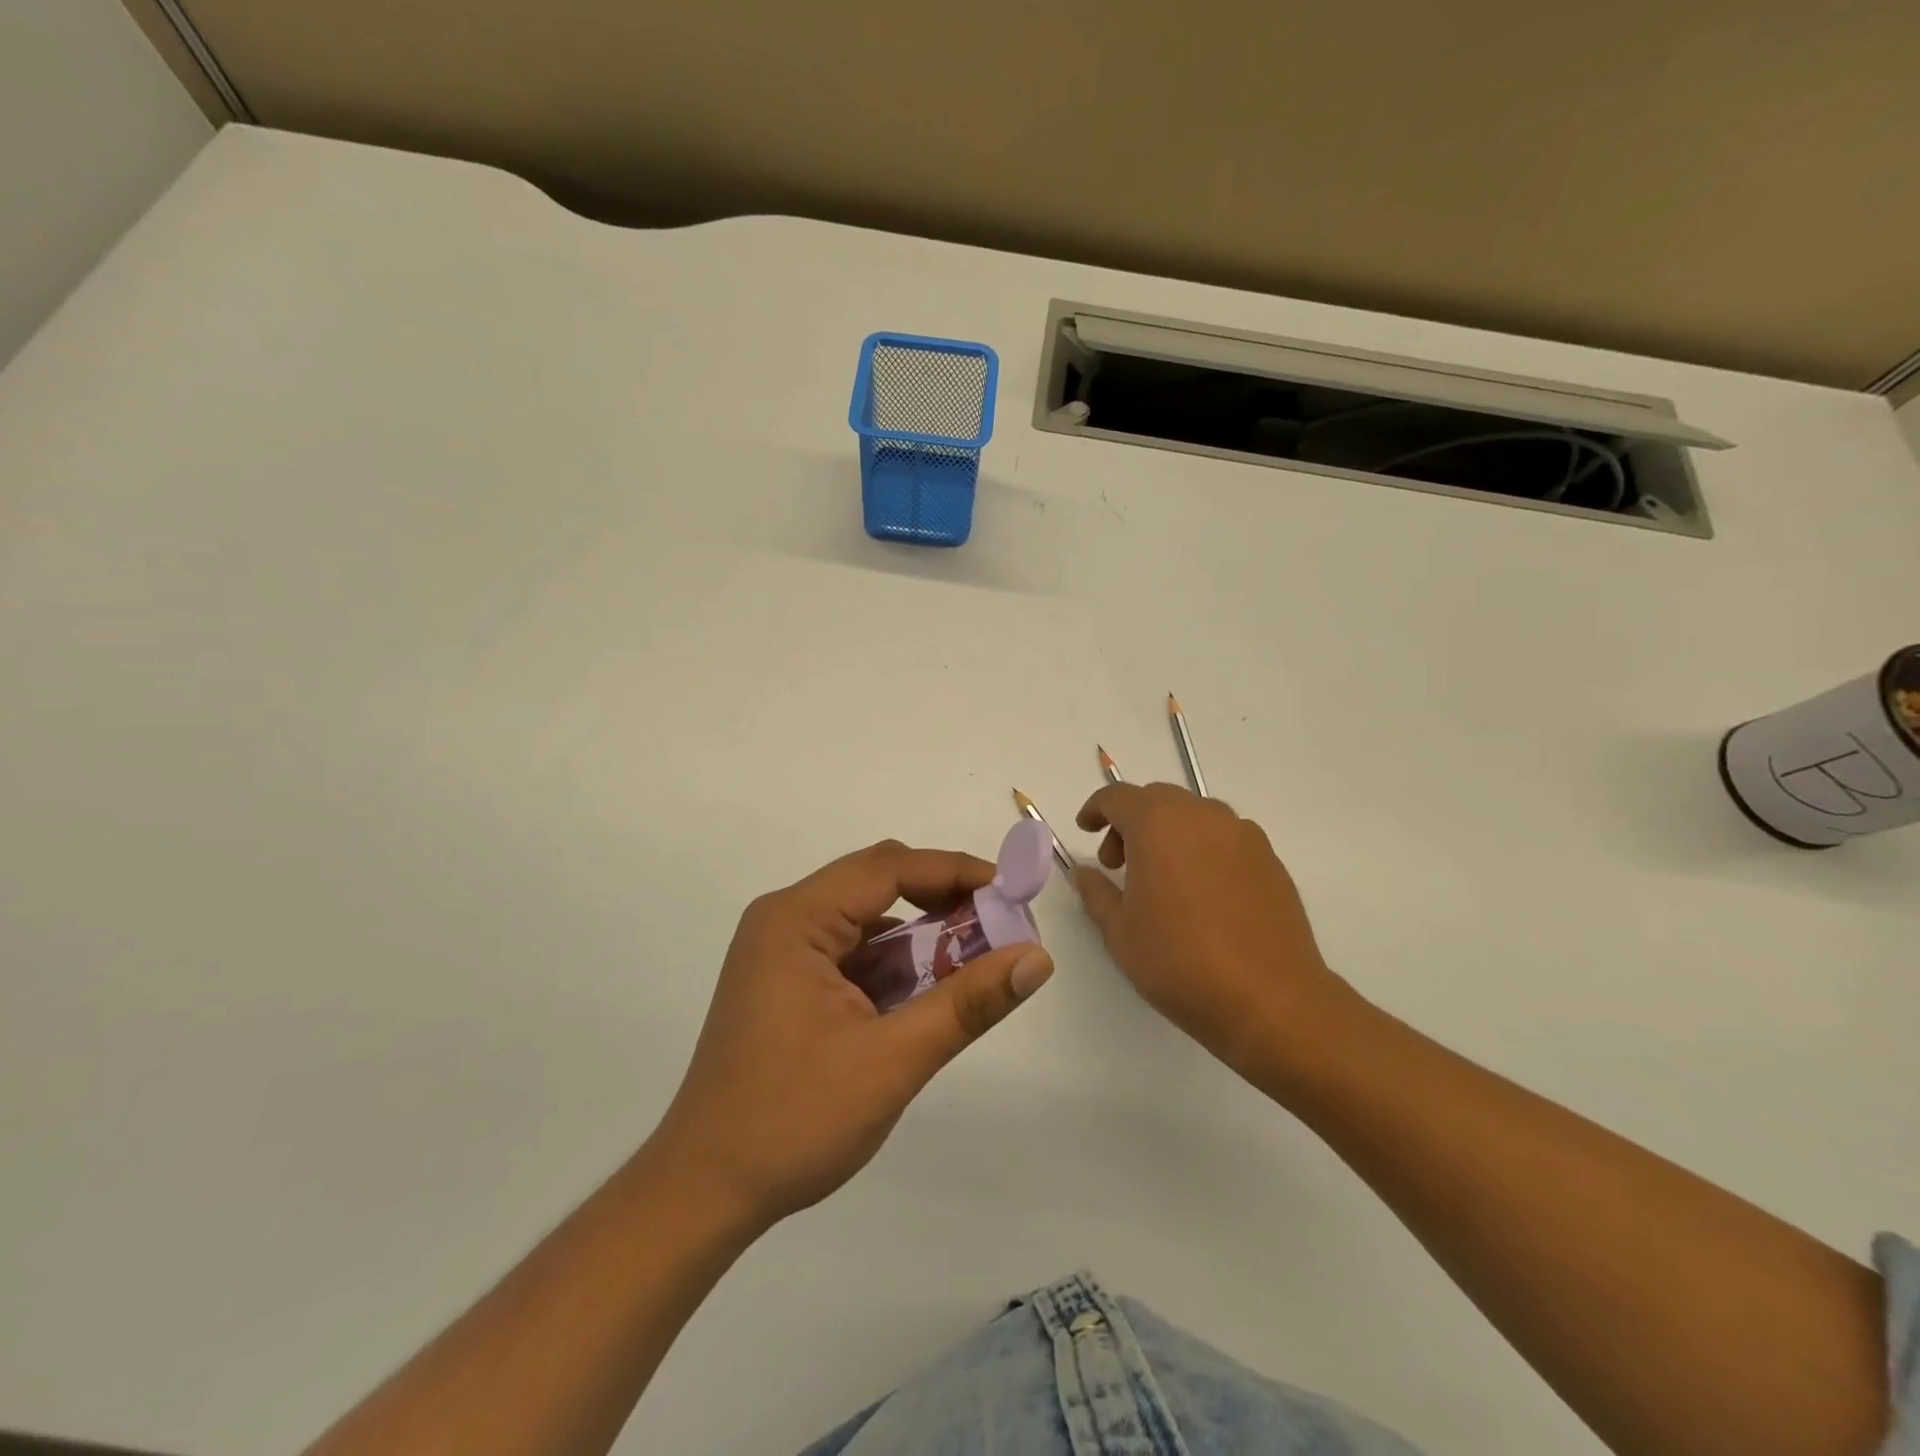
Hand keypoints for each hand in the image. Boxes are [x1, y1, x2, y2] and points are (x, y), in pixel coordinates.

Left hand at [649, 840, 1053, 1231]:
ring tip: (976, 959)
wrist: (704, 1191)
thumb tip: (1037, 959)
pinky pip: (852, 953)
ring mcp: (782, 953)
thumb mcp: (892, 1060)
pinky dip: (894, 965)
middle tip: (1000, 924)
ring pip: (867, 921)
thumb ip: (967, 1003)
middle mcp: (785, 921)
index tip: (1011, 890)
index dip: (954, 871)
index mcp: (796, 919)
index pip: (887, 867)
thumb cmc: (792, 1120)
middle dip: (941, 900)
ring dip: (921, 936)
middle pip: (876, 885)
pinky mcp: (787, 984)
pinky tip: (928, 992)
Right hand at [1074, 783, 1346, 1075]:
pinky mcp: (1270, 859)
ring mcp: (1243, 835)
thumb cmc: (1179, 961)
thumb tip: (1086, 873)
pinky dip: (1202, 850)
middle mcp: (1202, 815)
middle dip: (1131, 823)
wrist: (1269, 999)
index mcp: (1158, 823)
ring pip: (1194, 816)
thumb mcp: (1119, 931)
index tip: (1086, 830)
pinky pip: (1224, 838)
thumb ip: (1096, 892)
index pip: (1117, 797)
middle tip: (1119, 864)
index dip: (1096, 810)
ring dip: (1169, 833)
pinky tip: (1201, 893)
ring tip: (1162, 880)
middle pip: (1157, 800)